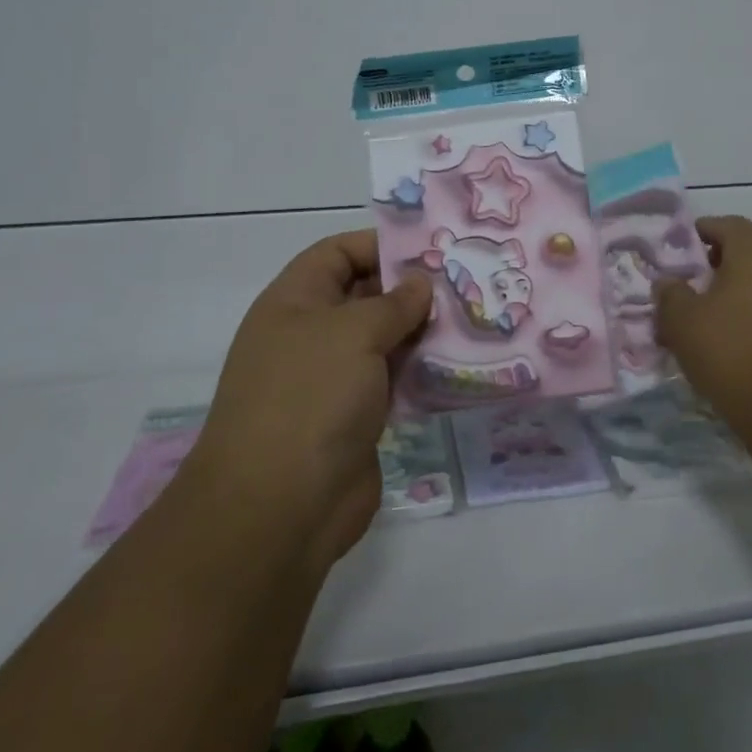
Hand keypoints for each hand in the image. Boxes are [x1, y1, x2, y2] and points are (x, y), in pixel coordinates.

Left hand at [181, 231, 431, 573]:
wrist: (279, 507)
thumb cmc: (310, 397)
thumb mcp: (353, 332)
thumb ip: (394, 303)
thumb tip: (420, 285)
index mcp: (295, 301)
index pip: (338, 253)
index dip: (380, 244)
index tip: (432, 248)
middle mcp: (311, 334)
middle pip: (365, 295)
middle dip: (411, 289)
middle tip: (465, 281)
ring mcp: (333, 378)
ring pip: (384, 340)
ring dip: (422, 332)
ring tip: (472, 318)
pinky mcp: (355, 417)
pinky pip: (393, 381)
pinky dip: (421, 372)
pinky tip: (459, 365)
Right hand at [655, 216, 751, 452]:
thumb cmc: (730, 349)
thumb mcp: (681, 321)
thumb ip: (670, 294)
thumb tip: (668, 282)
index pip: (726, 224)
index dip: (700, 233)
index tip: (679, 250)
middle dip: (728, 255)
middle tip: (701, 275)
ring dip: (742, 283)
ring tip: (711, 310)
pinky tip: (732, 333)